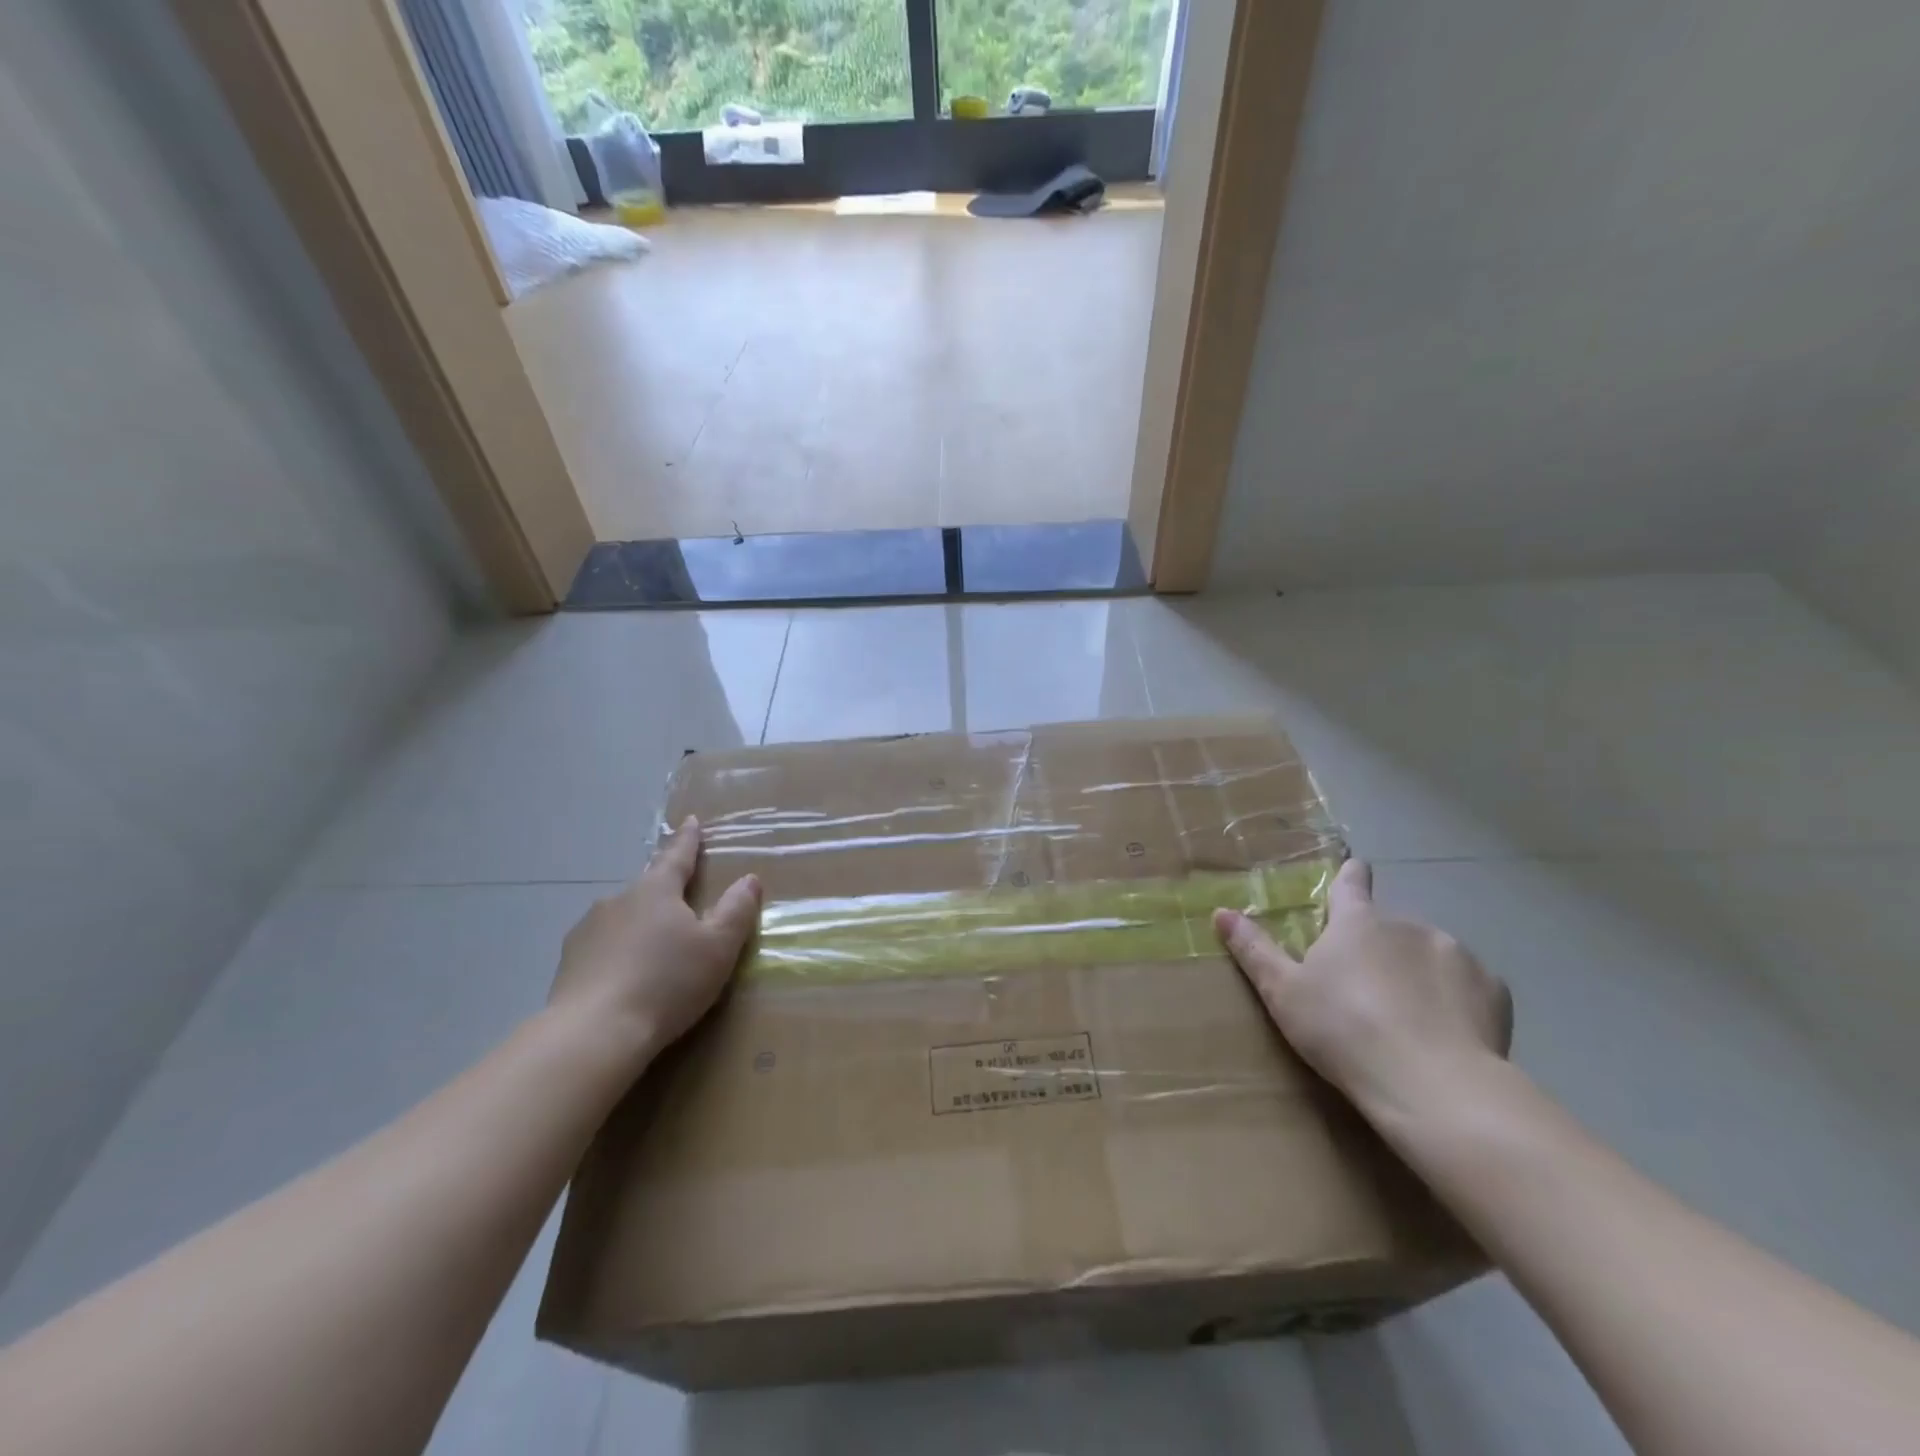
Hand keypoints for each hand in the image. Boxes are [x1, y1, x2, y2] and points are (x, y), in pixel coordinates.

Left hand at [550, 816, 760, 1063]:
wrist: (594, 1034)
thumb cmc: (667, 983)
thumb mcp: (718, 948)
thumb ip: (736, 911)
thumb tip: (749, 879)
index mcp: (656, 890)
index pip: (677, 857)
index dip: (688, 840)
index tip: (692, 821)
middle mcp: (618, 900)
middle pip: (648, 888)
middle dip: (664, 892)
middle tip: (680, 904)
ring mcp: (587, 930)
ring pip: (622, 918)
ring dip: (639, 926)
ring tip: (653, 951)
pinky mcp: (568, 963)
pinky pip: (602, 947)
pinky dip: (616, 954)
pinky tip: (624, 978)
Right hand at [1214, 859, 1511, 1122]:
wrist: (1432, 1084)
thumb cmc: (1344, 1030)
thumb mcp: (1283, 993)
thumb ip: (1254, 950)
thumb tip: (1221, 912)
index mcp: (1357, 923)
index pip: (1351, 884)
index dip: (1350, 876)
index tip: (1356, 868)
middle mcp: (1408, 924)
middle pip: (1389, 927)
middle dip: (1380, 947)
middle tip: (1367, 990)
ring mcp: (1455, 953)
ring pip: (1430, 955)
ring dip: (1418, 973)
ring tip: (1408, 1020)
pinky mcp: (1493, 989)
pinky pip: (1467, 985)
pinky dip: (1455, 1000)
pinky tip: (1446, 1033)